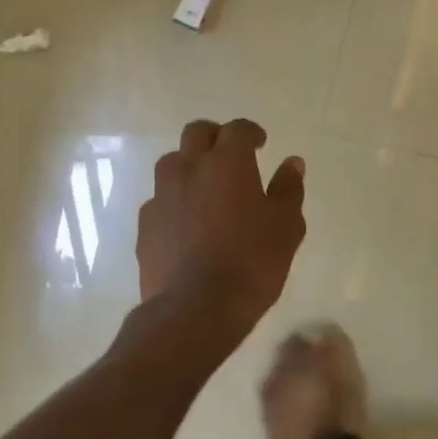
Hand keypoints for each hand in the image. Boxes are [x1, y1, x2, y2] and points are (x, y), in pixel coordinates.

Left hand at [138, 119, 306, 328]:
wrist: (195, 308)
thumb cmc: (252, 263)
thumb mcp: (286, 226)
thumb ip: (288, 189)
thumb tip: (292, 163)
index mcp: (227, 163)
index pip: (237, 130)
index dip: (250, 133)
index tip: (260, 144)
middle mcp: (189, 169)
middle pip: (197, 133)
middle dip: (215, 137)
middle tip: (230, 156)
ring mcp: (161, 196)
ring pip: (171, 163)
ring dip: (189, 166)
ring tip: (205, 188)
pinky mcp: (145, 225)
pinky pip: (159, 200)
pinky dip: (174, 201)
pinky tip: (186, 224)